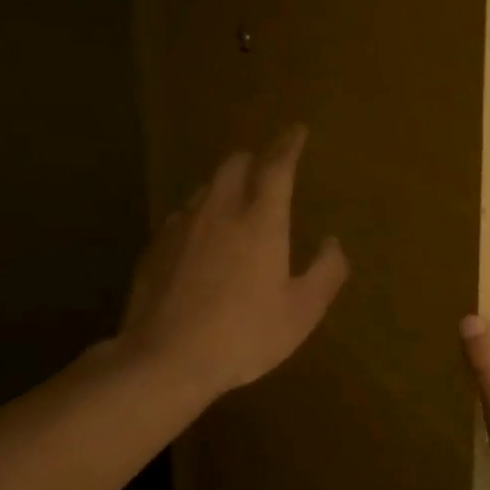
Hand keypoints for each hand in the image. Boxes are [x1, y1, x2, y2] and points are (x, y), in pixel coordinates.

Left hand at [121, 125, 349, 404]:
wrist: (165, 358)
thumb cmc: (243, 335)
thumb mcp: (301, 313)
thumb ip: (325, 273)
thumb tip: (333, 243)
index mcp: (261, 220)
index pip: (277, 165)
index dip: (289, 144)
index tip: (296, 130)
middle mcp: (220, 210)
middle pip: (235, 164)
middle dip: (254, 160)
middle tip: (266, 171)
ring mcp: (183, 225)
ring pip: (206, 187)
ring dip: (225, 187)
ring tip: (235, 206)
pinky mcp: (156, 246)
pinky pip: (183, 216)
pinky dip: (200, 216)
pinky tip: (201, 242)